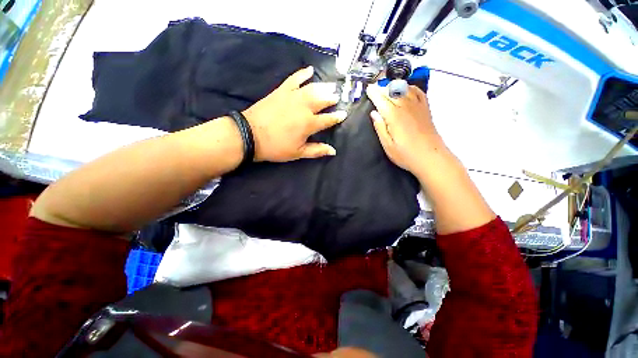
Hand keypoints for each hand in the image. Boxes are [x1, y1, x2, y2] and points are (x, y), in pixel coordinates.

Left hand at [242, 66, 346, 161]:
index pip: (328, 119)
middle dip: (332, 98)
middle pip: (322, 100)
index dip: (337, 117)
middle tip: (337, 96)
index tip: (344, 113)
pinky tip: (309, 70)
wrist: (250, 135)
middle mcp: (304, 107)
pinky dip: (302, 73)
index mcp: (309, 124)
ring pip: (312, 88)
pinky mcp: (281, 91)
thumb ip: (317, 150)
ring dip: (323, 86)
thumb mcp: (298, 153)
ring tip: (330, 86)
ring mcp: (292, 96)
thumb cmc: (276, 147)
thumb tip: (333, 151)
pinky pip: (294, 79)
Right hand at [366, 83, 445, 175]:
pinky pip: (418, 92)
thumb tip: (374, 113)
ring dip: (394, 86)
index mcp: (395, 116)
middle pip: (393, 92)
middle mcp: (406, 107)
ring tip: (387, 88)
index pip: (382, 100)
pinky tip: (406, 89)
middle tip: (375, 88)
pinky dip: (411, 88)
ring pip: (405, 89)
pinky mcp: (426, 109)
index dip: (374, 94)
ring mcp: (418, 107)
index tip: (368, 89)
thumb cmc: (406, 155)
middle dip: (382, 88)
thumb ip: (380, 128)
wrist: (431, 158)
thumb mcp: (388, 145)